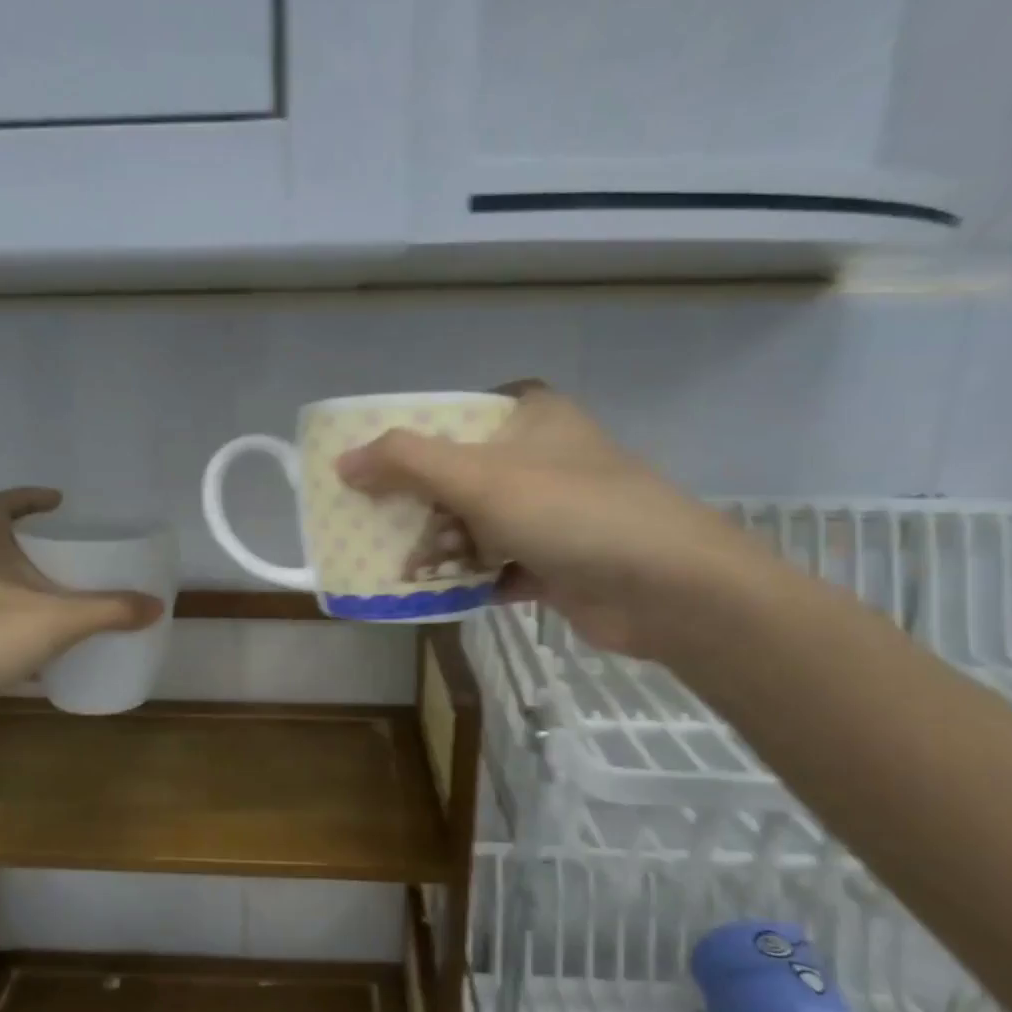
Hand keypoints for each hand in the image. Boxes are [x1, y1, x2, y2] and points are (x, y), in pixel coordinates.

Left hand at [0, 488, 163, 690]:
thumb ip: (110, 610)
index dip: (27, 497)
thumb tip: (156, 605)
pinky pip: (10, 631)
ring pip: (10, 593)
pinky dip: (34, 634)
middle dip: (43, 551)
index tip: (59, 502)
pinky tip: (60, 649)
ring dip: (39, 594)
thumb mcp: (61, 618)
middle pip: (7, 549)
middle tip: (81, 558)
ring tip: (77, 602)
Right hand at [336, 381, 766, 656]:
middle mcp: (542, 458)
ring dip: (440, 549)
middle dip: (419, 509)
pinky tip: (440, 594)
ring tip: (405, 572)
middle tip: (378, 532)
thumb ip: (405, 462)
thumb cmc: (570, 512)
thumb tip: (342, 462)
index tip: (370, 473)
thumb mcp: (479, 477)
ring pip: (475, 524)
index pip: (453, 418)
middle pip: (458, 476)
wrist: (669, 589)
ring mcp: (552, 512)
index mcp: (530, 417)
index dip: (408, 443)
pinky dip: (469, 577)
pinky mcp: (558, 560)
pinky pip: (497, 564)